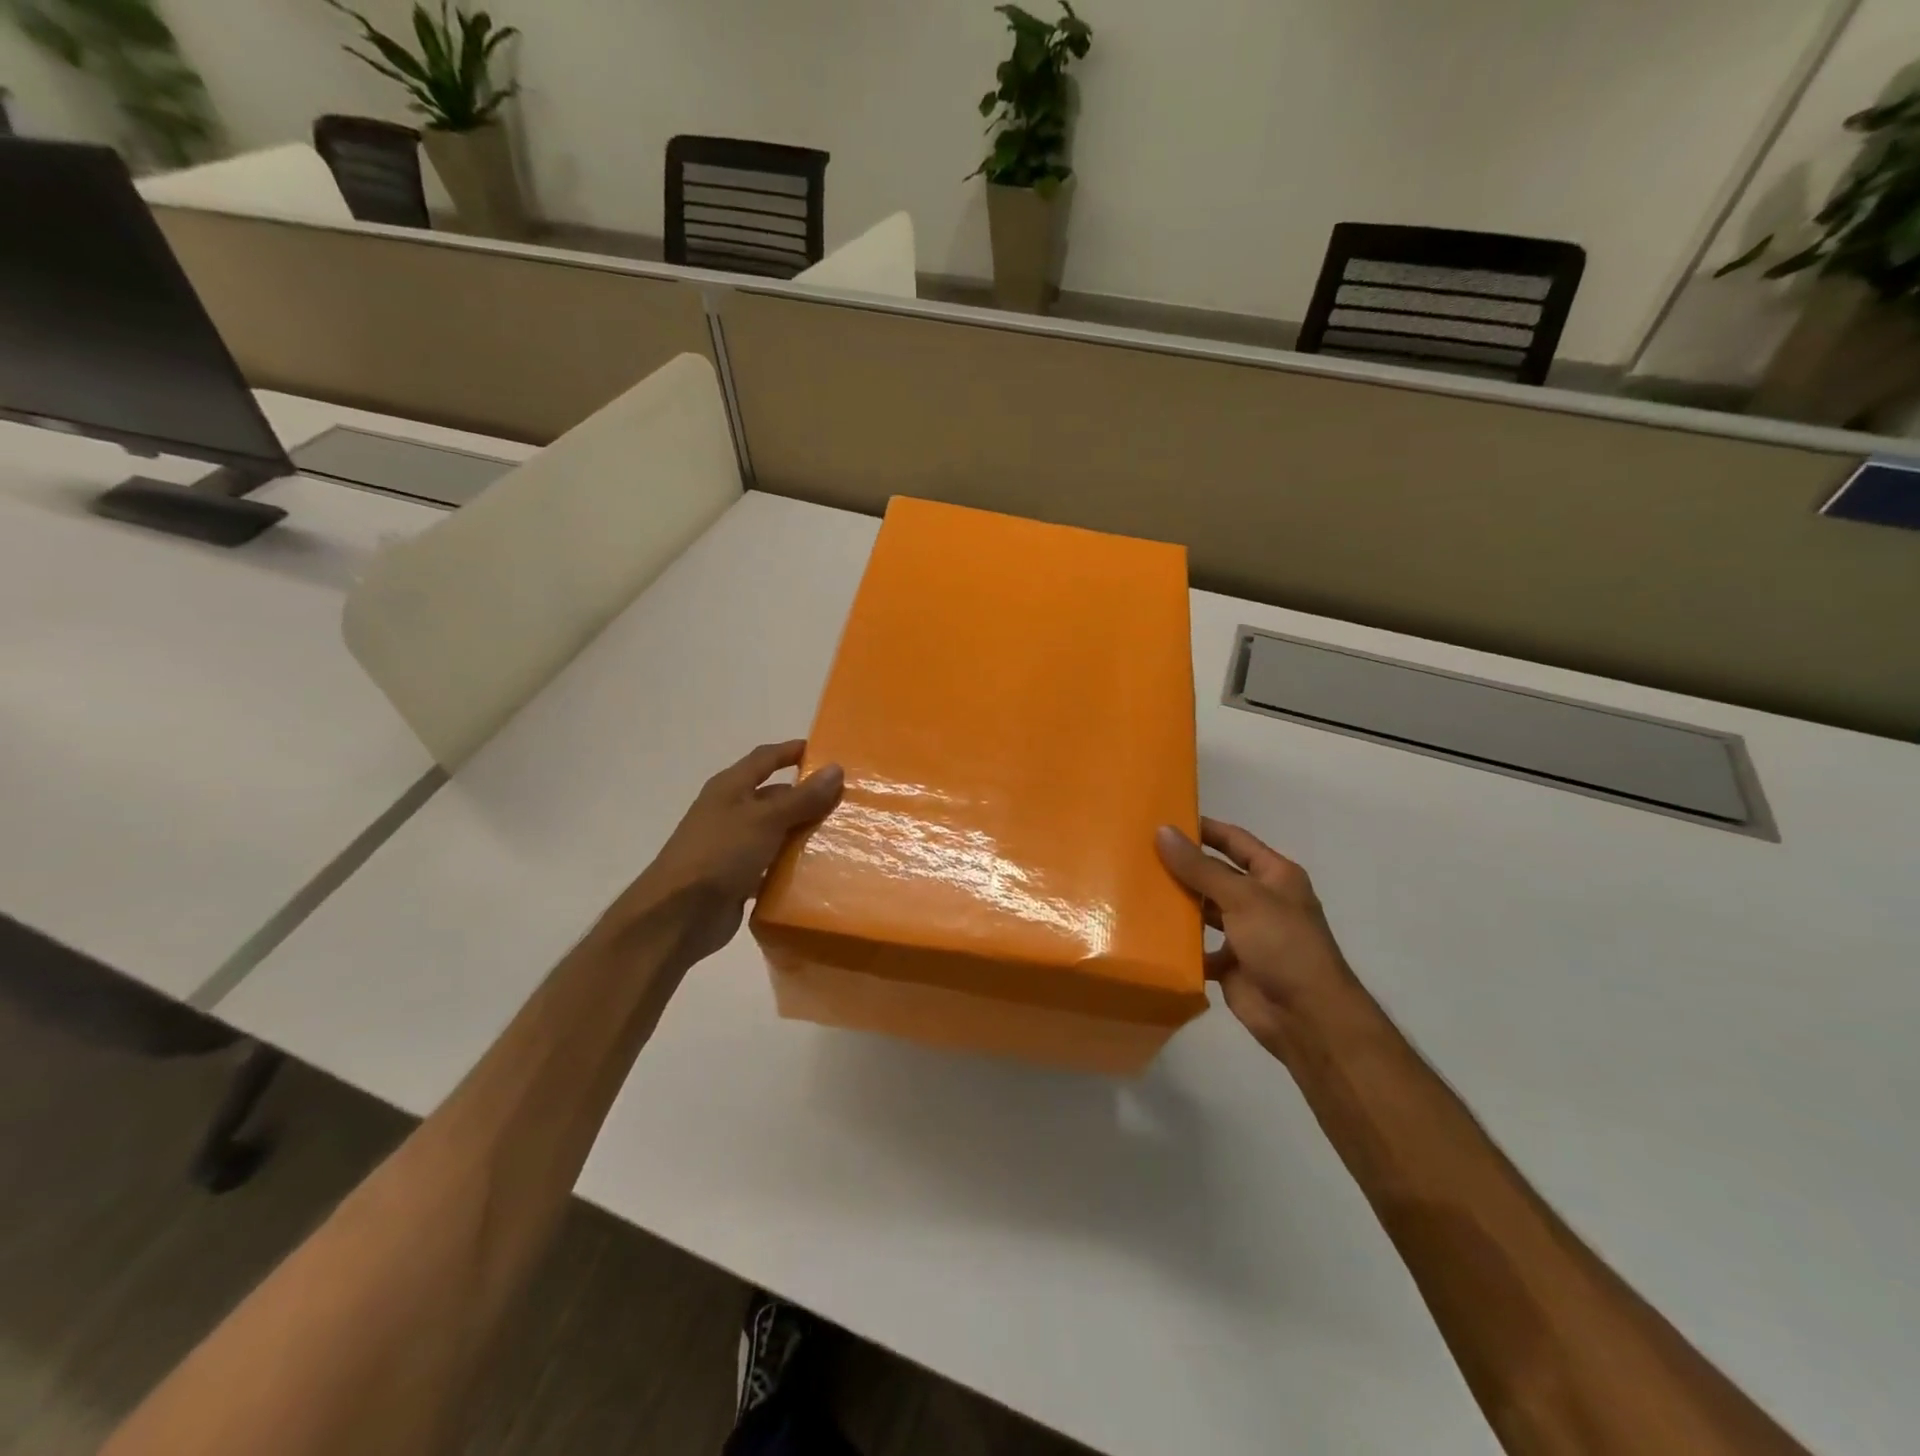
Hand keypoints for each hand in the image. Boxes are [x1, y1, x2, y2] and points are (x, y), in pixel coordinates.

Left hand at [607, 741, 844, 965]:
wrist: (678, 915)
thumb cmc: (720, 853)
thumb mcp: (766, 819)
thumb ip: (802, 797)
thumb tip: (836, 768)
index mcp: (730, 788)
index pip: (765, 758)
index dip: (792, 751)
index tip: (825, 752)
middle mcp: (730, 811)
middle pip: (774, 796)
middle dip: (806, 797)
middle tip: (845, 801)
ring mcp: (732, 846)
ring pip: (776, 832)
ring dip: (802, 833)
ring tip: (841, 835)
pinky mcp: (737, 878)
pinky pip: (772, 865)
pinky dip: (791, 866)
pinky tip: (820, 871)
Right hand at [1155, 818, 1361, 1055]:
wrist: (1306, 1017)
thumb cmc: (1283, 945)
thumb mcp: (1242, 898)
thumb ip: (1200, 867)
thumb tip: (1162, 831)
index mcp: (1274, 876)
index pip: (1234, 841)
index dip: (1204, 829)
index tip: (1165, 819)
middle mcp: (1260, 900)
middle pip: (1215, 875)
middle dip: (1183, 866)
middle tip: (1139, 854)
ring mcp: (1245, 933)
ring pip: (1204, 910)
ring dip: (1178, 903)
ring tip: (1137, 889)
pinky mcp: (1231, 964)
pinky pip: (1198, 947)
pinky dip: (1179, 943)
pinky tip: (1148, 933)